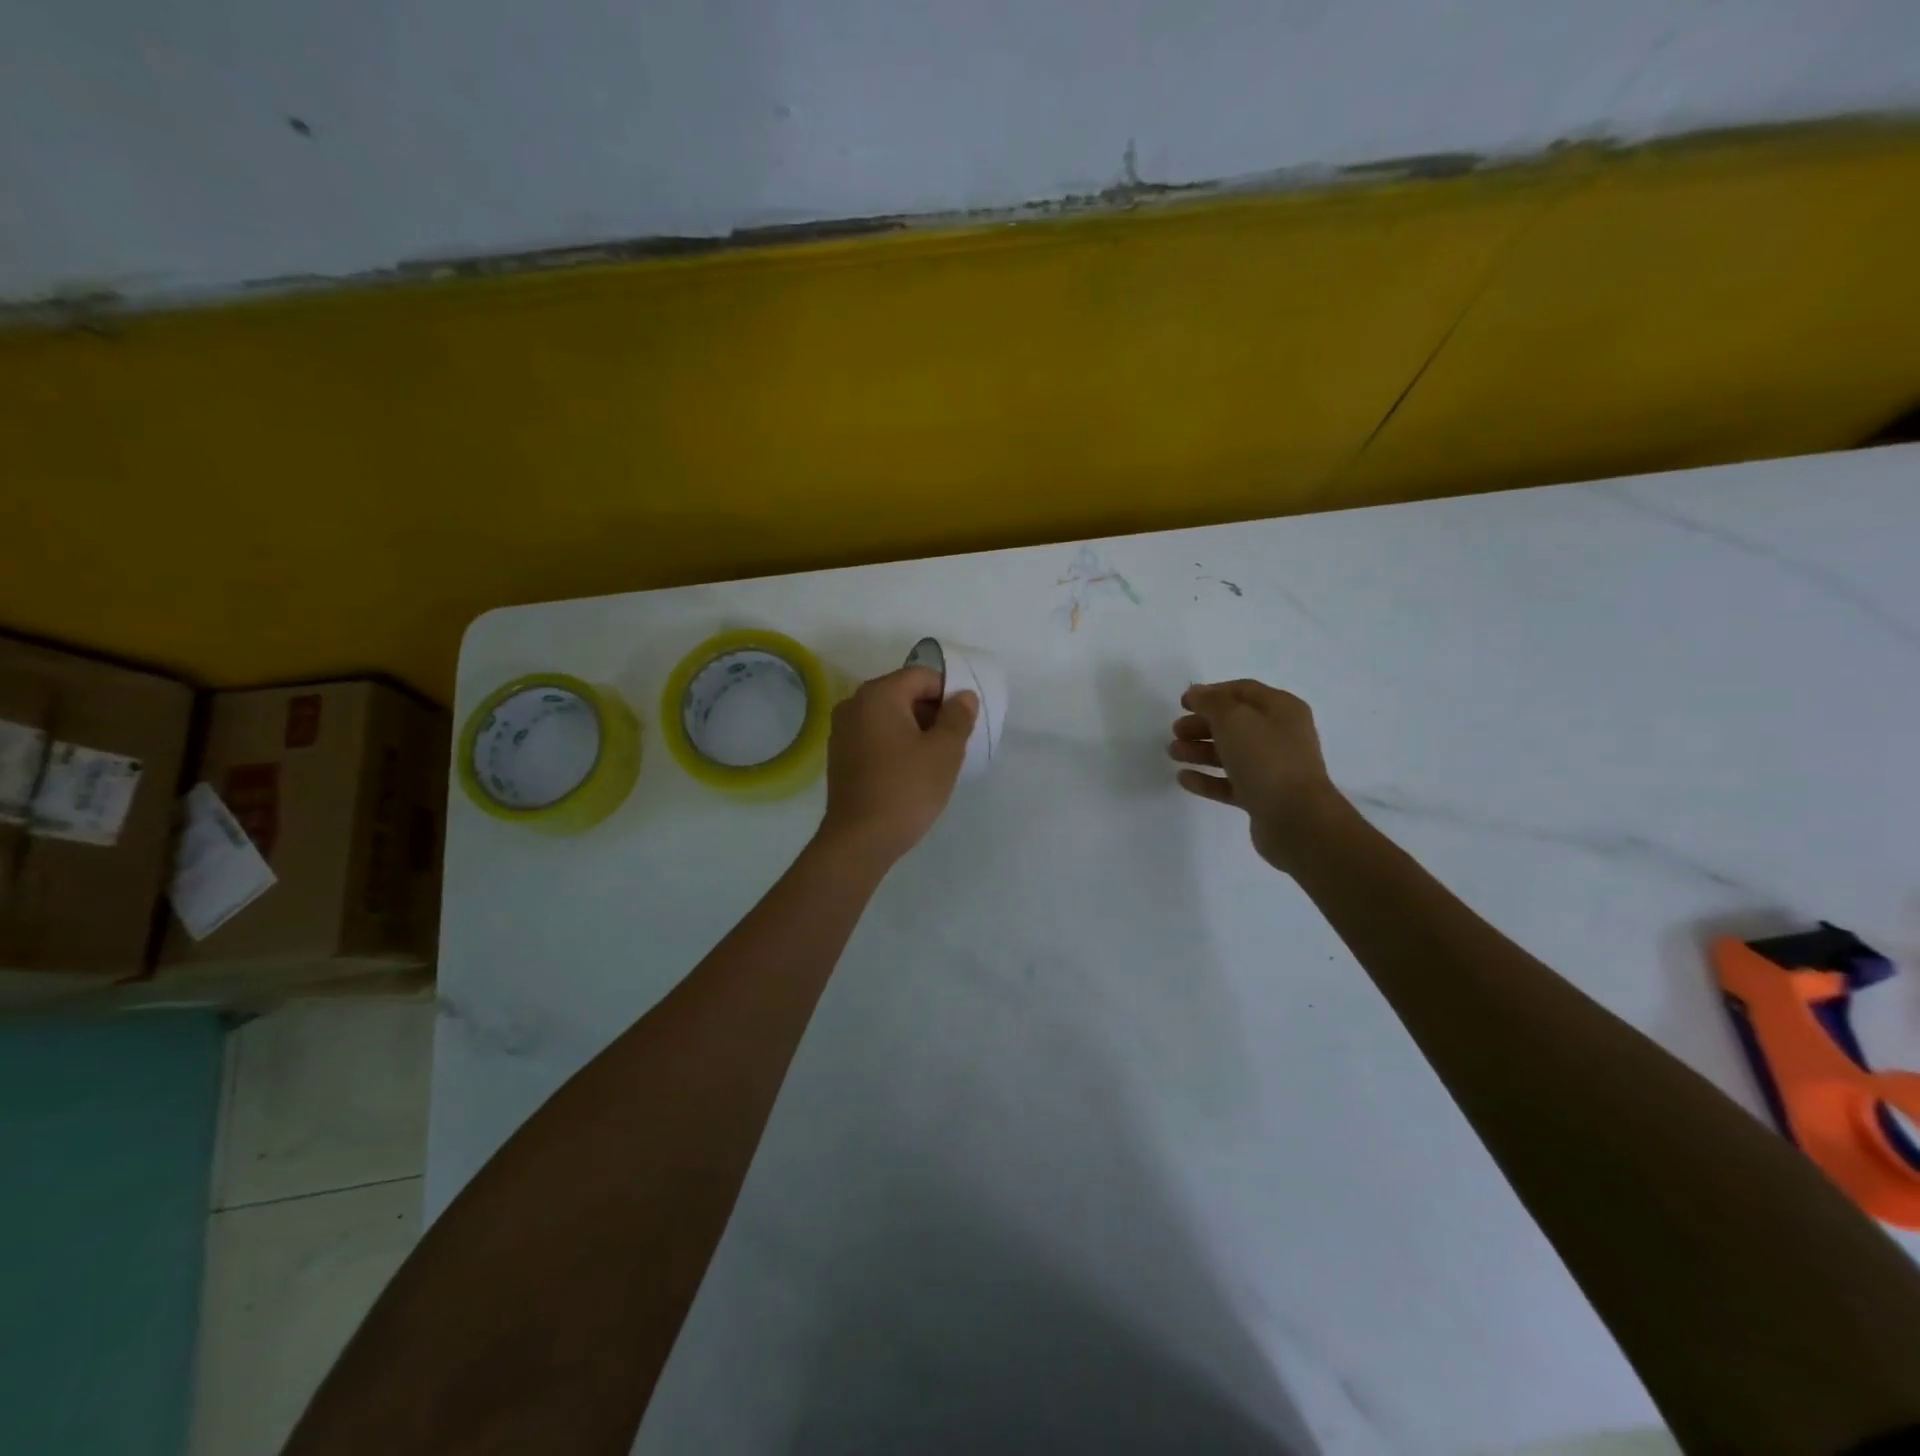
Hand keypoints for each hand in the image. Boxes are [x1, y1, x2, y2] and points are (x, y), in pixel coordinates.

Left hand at [818, 667, 976, 866]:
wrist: (860, 839)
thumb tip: (963, 696)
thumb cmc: (906, 789)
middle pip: (903, 693)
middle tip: (951, 744)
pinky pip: (874, 736)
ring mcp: (842, 730)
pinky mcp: (839, 755)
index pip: (923, 676)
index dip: (949, 694)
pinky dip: (895, 744)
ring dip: (914, 730)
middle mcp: (854, 704)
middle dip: (932, 712)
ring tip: (933, 761)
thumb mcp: (944, 752)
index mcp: (878, 694)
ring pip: (889, 716)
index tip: (963, 724)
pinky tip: (908, 772)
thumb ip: (958, 717)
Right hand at [1169, 680, 1347, 872]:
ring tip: (1173, 753)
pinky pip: (1230, 782)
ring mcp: (1272, 768)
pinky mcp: (1262, 796)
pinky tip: (1183, 778)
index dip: (1211, 693)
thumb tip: (1196, 693)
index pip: (1243, 691)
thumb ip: (1211, 702)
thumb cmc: (1266, 759)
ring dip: (1200, 750)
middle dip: (1202, 725)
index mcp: (1281, 710)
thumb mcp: (1235, 720)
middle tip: (1175, 731)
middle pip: (1235, 723)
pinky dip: (1207, 779)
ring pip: (1230, 753)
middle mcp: (1280, 735)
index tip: (1182, 703)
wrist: (1295, 818)